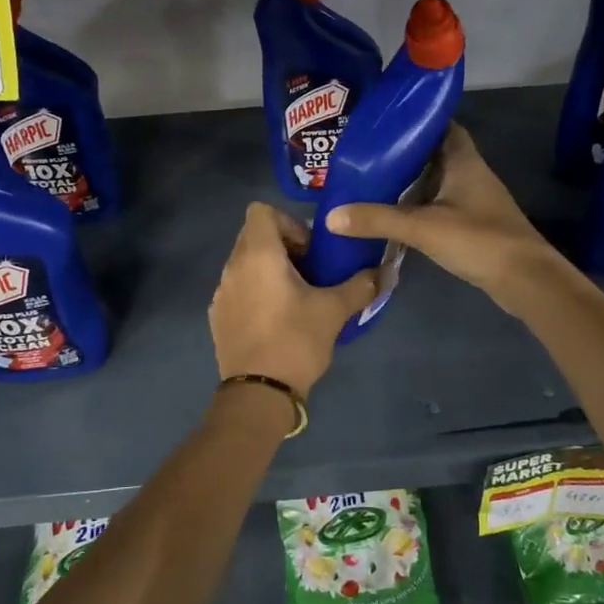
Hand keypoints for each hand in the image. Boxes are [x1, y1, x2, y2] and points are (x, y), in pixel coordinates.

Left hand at [209, 203, 378, 394]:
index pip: (261, 211)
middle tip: (309, 271)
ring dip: (269, 269)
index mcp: (258, 255)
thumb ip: (361, 286)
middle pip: (253, 235)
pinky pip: (237, 288)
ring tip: (296, 296)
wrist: (258, 393)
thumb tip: (386, 272)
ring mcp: (221, 292)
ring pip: (245, 262)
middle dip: (283, 245)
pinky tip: (276, 319)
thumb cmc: (295, 341)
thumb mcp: (334, 311)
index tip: (310, 250)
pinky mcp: (217, 316)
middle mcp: (233, 266)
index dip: (288, 222)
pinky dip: (255, 291)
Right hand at [323, 124, 560, 313]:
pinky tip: (394, 214)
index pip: (440, 125)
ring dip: (410, 181)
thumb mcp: (422, 227)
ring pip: (436, 181)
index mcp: (463, 160)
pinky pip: (439, 205)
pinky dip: (418, 205)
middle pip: (433, 153)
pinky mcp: (472, 224)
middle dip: (403, 152)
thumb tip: (330, 216)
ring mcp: (473, 200)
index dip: (415, 120)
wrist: (525, 279)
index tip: (383, 122)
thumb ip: (378, 220)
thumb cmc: (479, 239)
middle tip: (366, 154)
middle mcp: (469, 173)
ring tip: (371, 181)